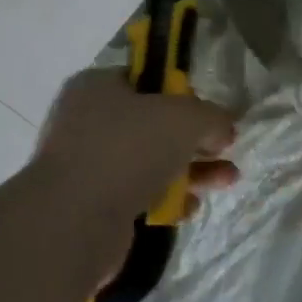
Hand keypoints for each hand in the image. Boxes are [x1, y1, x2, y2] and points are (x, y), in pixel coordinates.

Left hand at [30, 69, 238, 241]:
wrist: (74, 222)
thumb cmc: (128, 150)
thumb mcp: (185, 118)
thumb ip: (212, 117)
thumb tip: (224, 128)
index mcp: (97, 86)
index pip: (147, 79)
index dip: (183, 93)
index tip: (210, 111)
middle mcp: (87, 122)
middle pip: (154, 124)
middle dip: (195, 138)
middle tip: (225, 147)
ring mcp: (88, 166)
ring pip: (151, 162)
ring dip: (191, 171)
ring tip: (227, 180)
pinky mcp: (93, 205)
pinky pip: (140, 195)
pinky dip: (167, 199)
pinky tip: (189, 207)